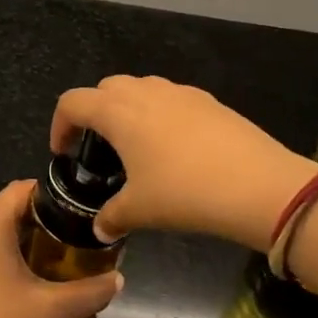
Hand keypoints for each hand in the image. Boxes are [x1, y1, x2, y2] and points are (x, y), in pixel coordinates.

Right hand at [52, 76, 317, 249]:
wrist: (258, 185)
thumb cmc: (184, 193)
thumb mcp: (140, 210)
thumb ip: (112, 216)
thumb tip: (100, 228)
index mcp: (117, 111)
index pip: (72, 102)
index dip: (59, 125)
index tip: (63, 153)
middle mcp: (143, 91)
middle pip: (105, 88)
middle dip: (94, 113)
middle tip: (99, 149)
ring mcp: (178, 92)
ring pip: (140, 89)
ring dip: (128, 110)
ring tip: (137, 147)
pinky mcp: (207, 100)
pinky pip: (170, 99)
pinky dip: (160, 115)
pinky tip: (175, 150)